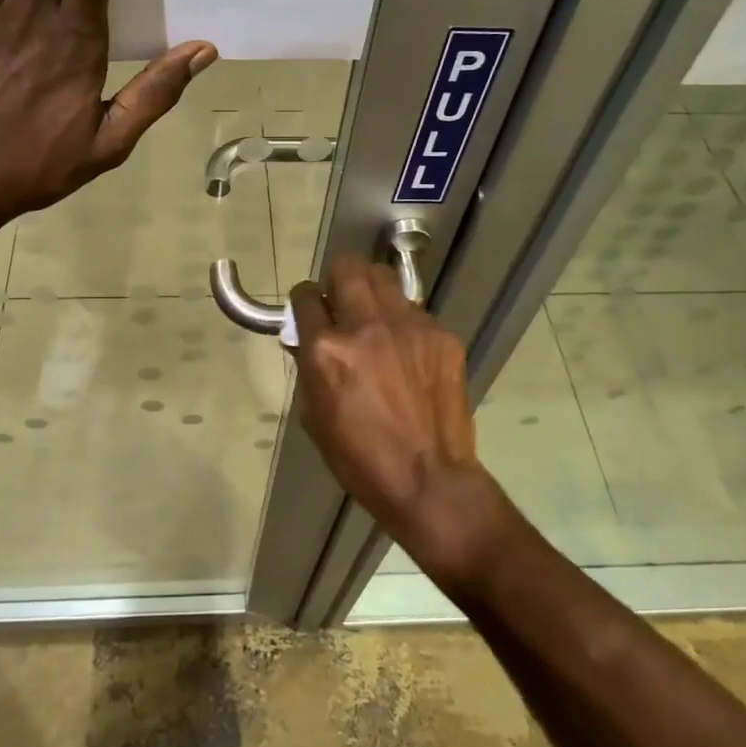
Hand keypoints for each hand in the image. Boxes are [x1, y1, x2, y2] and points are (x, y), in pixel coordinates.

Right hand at [288, 255, 502, 586]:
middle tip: (341, 299)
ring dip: (372, 291)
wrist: (429, 480)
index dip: (303, 301)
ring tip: (376, 318)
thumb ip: (310, 367)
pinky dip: (404, 323)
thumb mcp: (315, 415)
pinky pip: (415, 311)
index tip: (310, 309)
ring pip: (383, 278)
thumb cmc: (360, 458)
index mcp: (326, 349)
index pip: (304, 297)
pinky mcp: (441, 335)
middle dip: (337, 277)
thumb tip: (309, 339)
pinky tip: (408, 352)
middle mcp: (366, 326)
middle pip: (347, 266)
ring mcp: (409, 326)